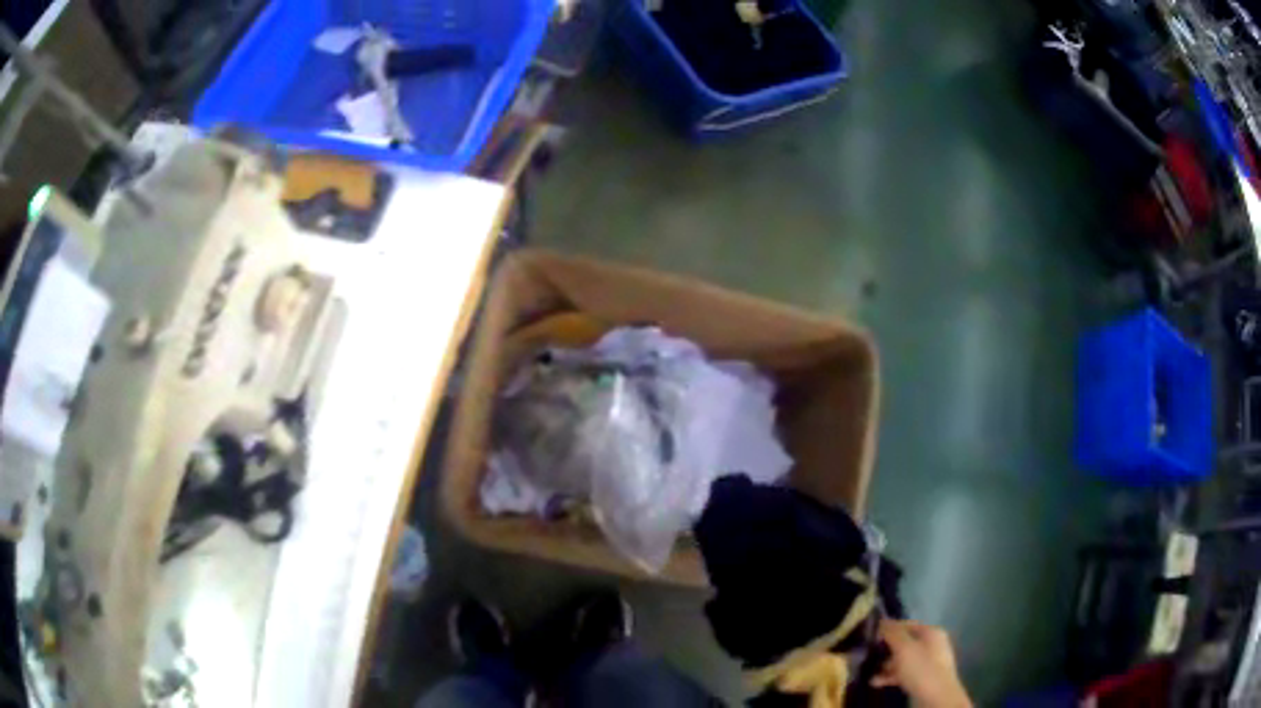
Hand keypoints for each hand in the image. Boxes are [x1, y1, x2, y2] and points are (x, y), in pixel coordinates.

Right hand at [872, 619, 971, 707]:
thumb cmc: (922, 668)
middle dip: (887, 649)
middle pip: (906, 643)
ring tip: (869, 672)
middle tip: (869, 654)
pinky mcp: (924, 678)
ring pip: (904, 660)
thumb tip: (883, 621)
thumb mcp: (904, 648)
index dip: (890, 628)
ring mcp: (929, 662)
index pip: (908, 624)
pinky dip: (892, 676)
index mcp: (931, 632)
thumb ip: (893, 633)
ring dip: (887, 665)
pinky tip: (877, 682)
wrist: (937, 696)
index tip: (872, 636)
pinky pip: (905, 673)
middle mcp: (932, 644)